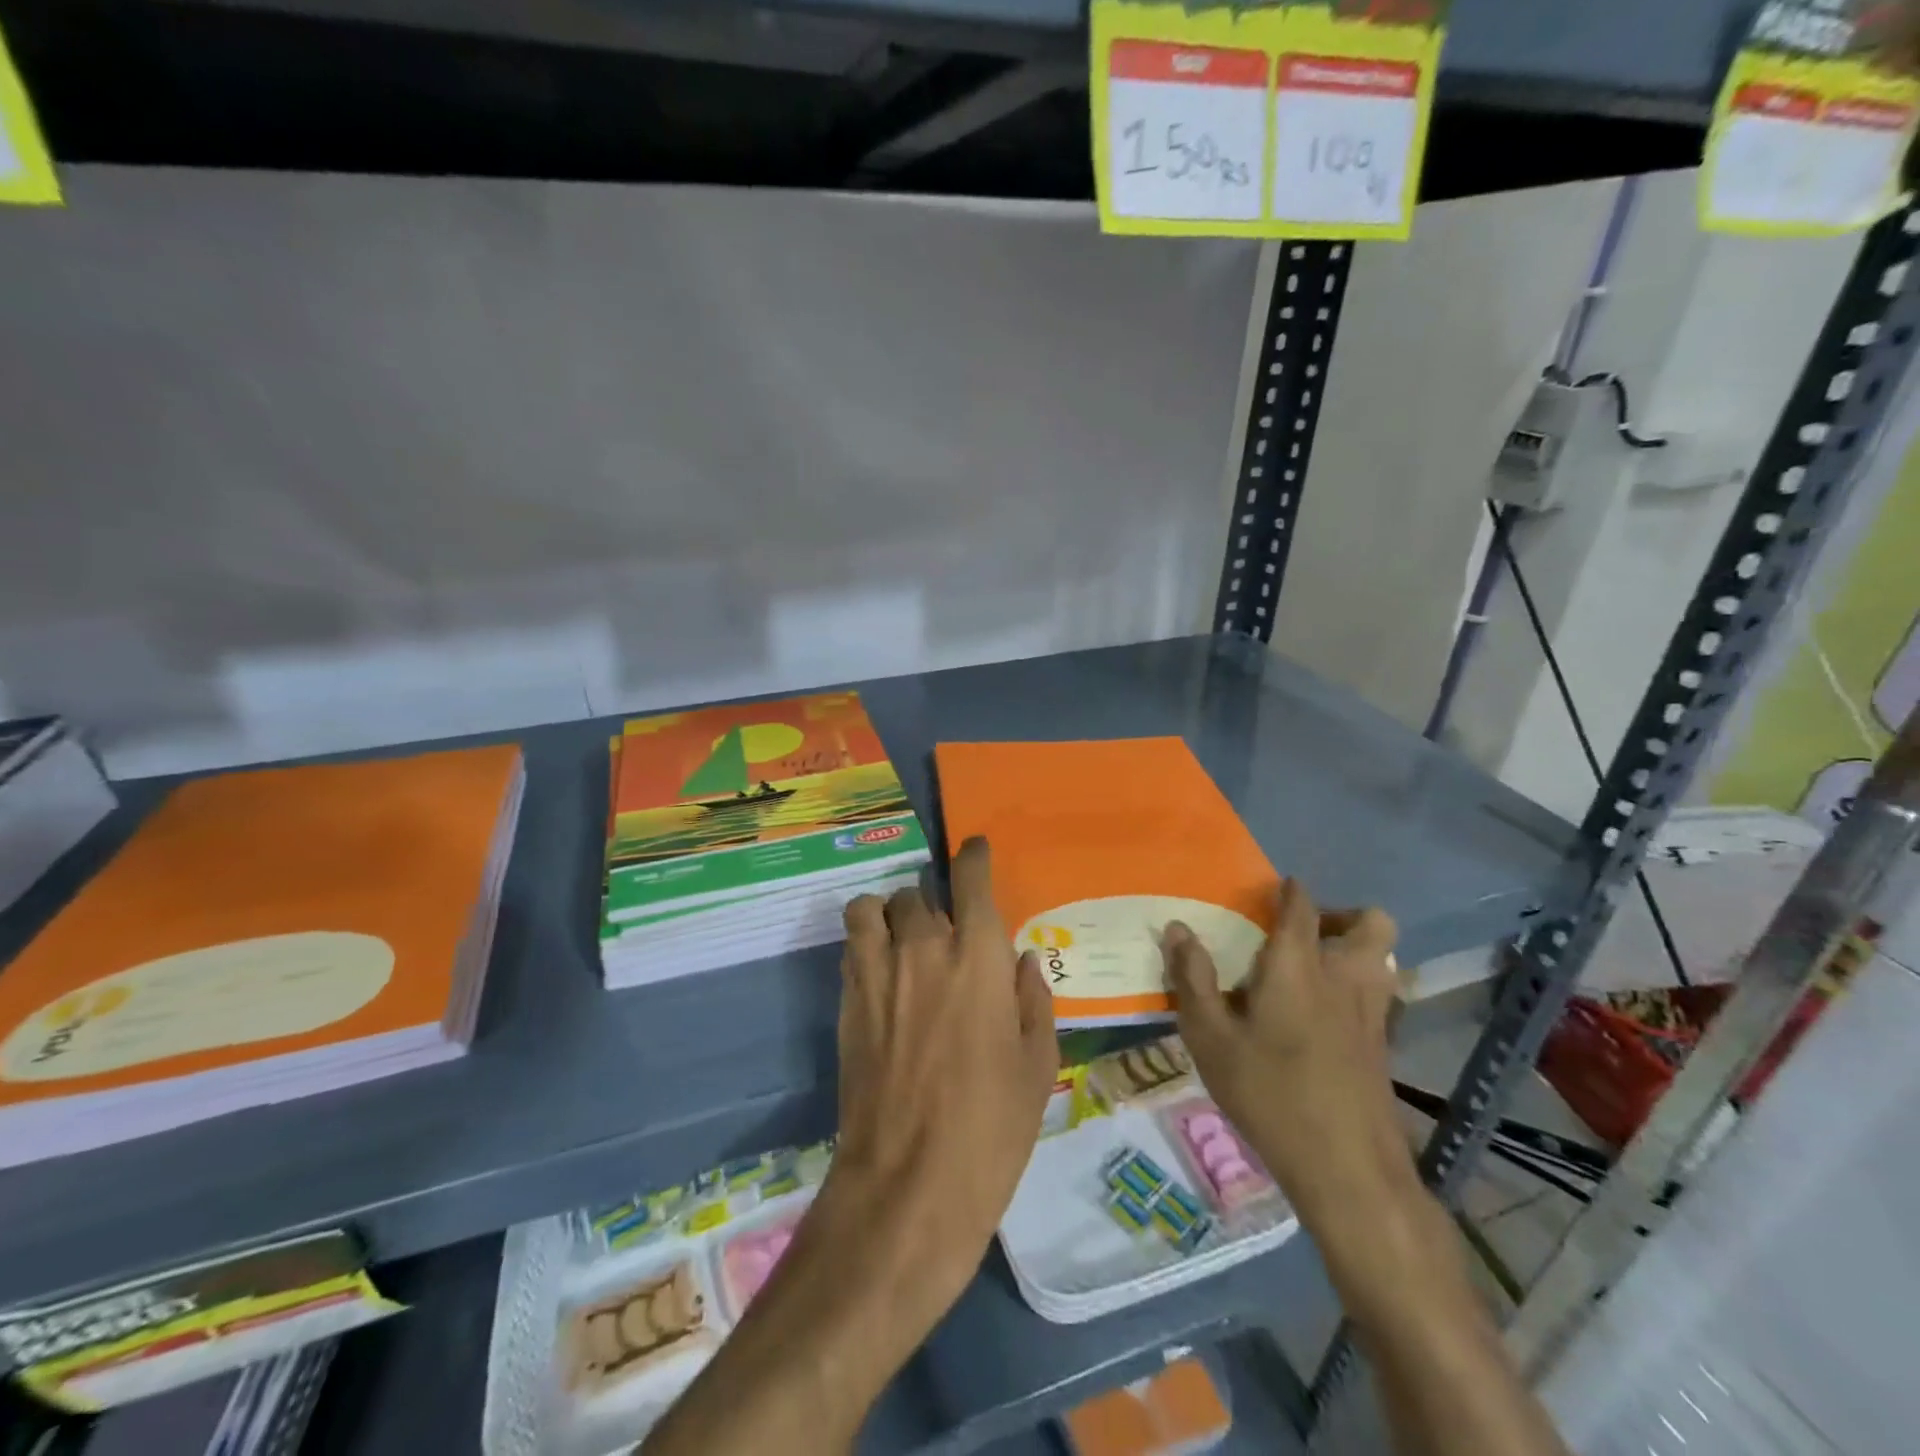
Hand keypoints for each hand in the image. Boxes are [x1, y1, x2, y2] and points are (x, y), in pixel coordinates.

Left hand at [826, 837, 1058, 1312]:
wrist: (908, 1185)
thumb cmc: (991, 1129)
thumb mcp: (1037, 1067)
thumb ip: (1032, 1000)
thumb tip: (1021, 960)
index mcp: (980, 958)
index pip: (970, 880)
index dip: (972, 856)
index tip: (973, 850)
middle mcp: (925, 948)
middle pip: (917, 893)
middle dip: (932, 903)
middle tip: (945, 933)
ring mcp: (879, 971)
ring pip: (873, 907)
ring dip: (889, 913)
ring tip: (901, 939)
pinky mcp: (847, 1000)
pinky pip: (852, 944)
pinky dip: (866, 941)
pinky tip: (881, 973)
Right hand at [1162, 877, 1412, 1228]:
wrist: (1347, 1170)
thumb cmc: (1269, 1094)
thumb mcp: (1210, 1038)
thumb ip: (1192, 979)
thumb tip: (1177, 929)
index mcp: (1297, 967)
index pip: (1301, 907)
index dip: (1290, 891)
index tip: (1274, 889)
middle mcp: (1344, 978)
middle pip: (1371, 922)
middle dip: (1342, 915)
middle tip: (1304, 934)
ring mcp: (1374, 1014)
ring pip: (1385, 958)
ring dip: (1358, 950)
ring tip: (1316, 971)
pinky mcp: (1385, 1047)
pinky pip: (1383, 995)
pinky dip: (1361, 989)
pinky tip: (1329, 1019)